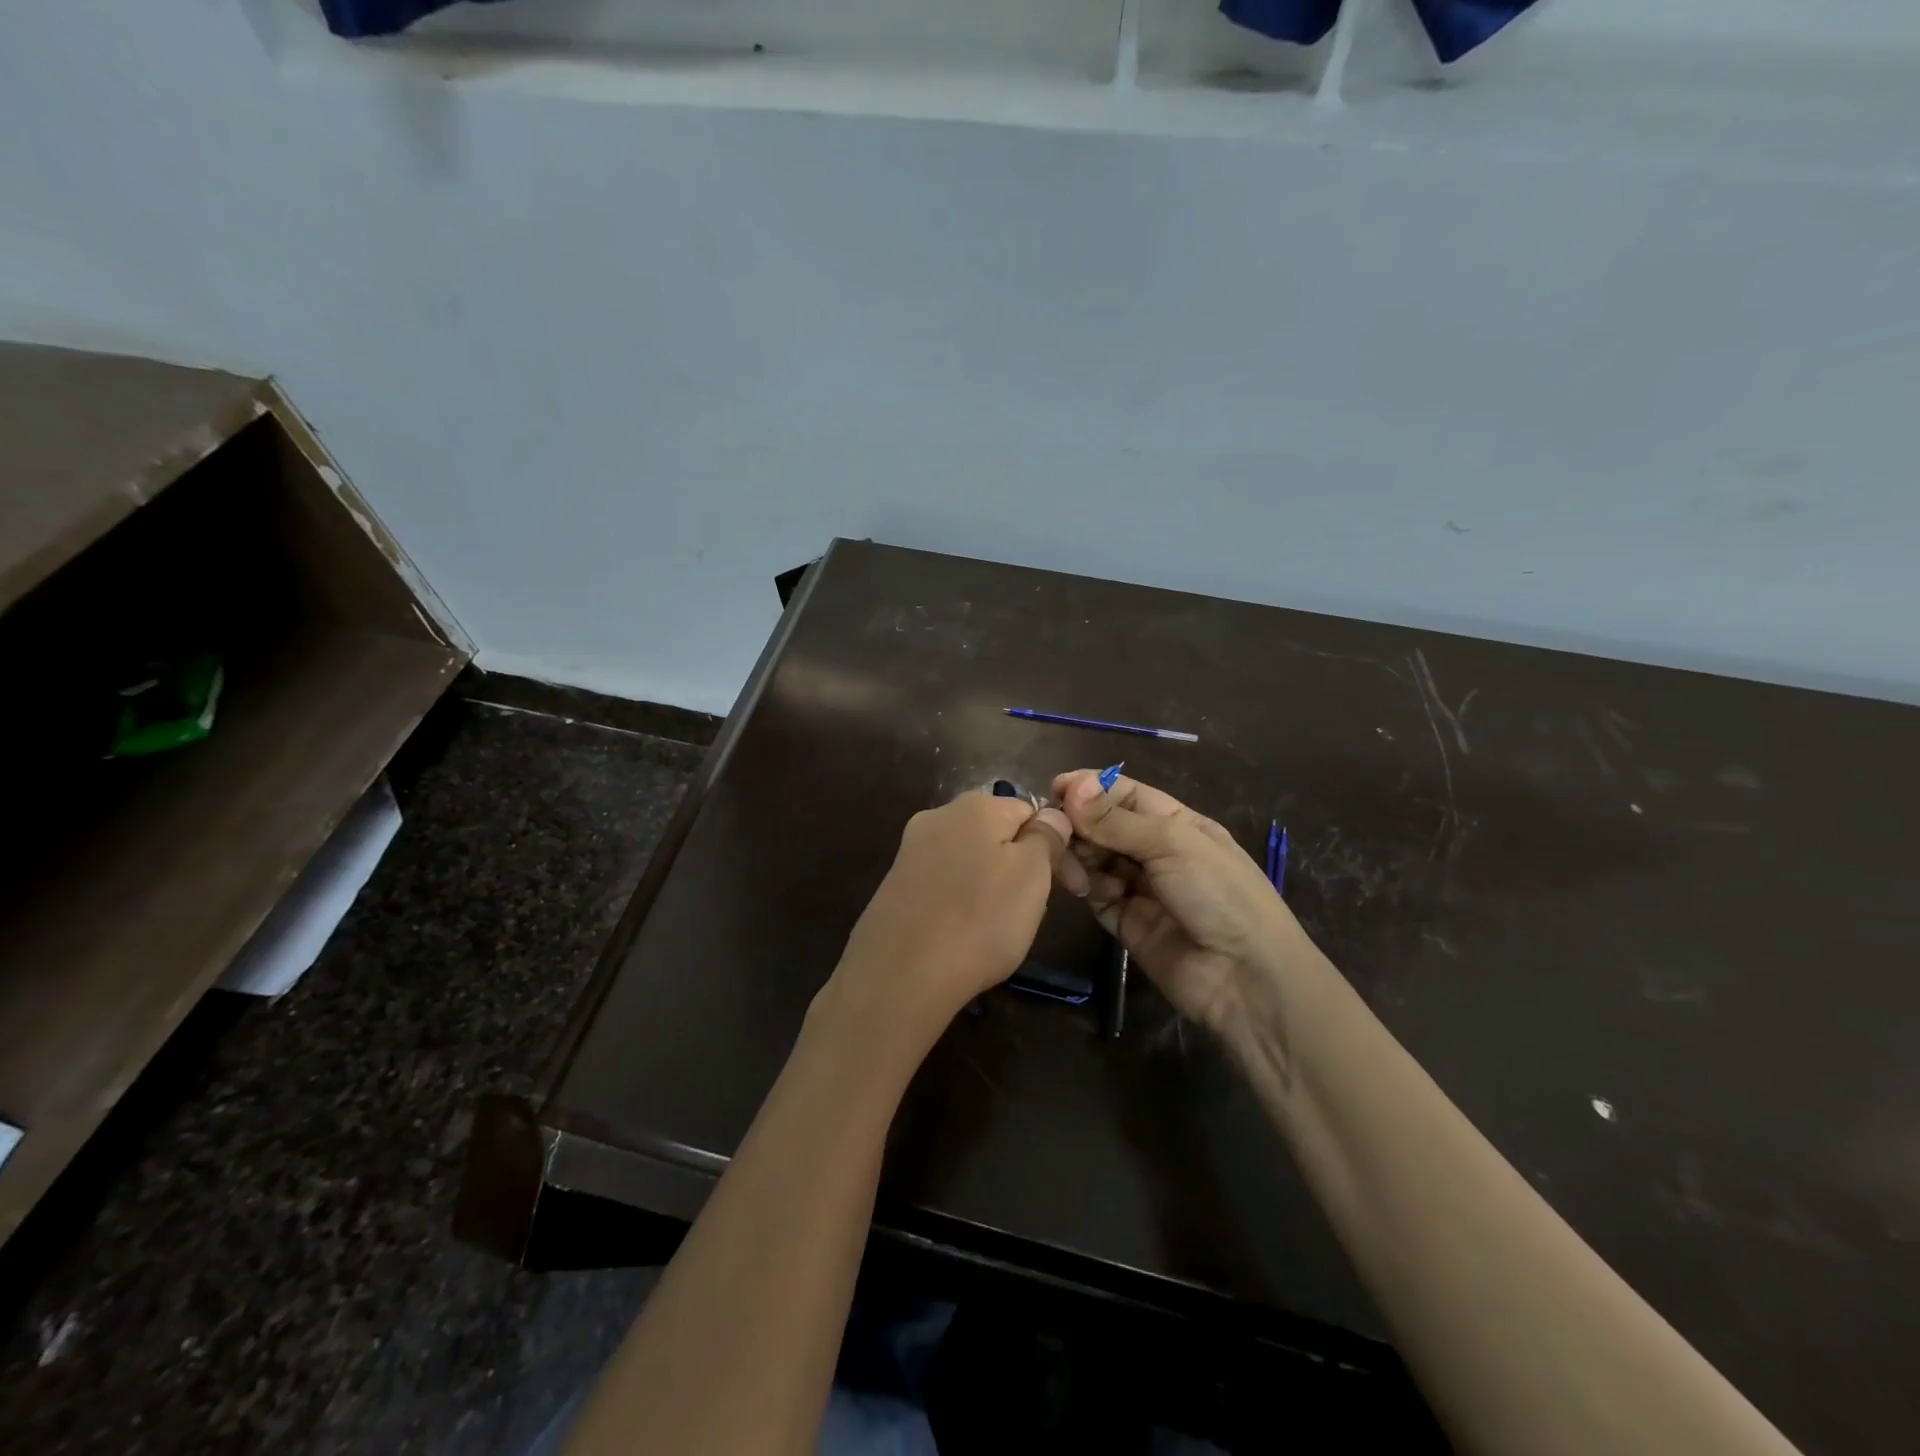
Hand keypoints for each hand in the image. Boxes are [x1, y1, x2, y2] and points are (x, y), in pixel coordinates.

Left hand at [829, 790, 1072, 1040]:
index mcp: (976, 804)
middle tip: (1034, 910)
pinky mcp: (895, 884)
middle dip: (1022, 864)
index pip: (1031, 811)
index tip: (1071, 888)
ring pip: (970, 859)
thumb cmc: (980, 920)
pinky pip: (943, 883)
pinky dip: (960, 901)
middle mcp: (939, 816)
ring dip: (992, 883)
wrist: (900, 974)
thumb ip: (1046, 837)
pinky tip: (962, 932)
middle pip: (997, 833)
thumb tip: (1051, 815)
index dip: (1055, 847)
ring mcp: (911, 850)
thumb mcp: (1032, 874)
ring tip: (998, 927)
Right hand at [1052, 769, 1312, 1031]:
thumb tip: (1073, 787)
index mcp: (1177, 824)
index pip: (1126, 795)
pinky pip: (1096, 895)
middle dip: (1080, 824)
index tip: (1054, 788)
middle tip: (1054, 829)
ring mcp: (1141, 889)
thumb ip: (1116, 820)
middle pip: (1105, 827)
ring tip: (1069, 863)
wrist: (1246, 978)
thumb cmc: (1219, 893)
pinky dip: (1087, 887)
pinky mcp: (1126, 923)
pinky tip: (1085, 888)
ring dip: (1079, 855)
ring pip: (1096, 860)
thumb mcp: (1172, 844)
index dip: (1092, 788)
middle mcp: (1157, 852)